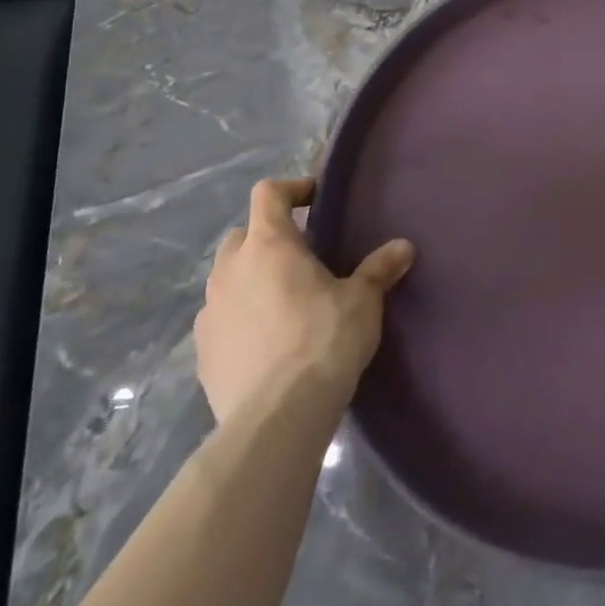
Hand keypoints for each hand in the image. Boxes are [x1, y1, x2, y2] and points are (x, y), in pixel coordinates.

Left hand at [194, 179, 414, 424]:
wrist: (277, 416)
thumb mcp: (363, 300)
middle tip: (302, 256)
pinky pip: (220, 320)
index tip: (316, 200)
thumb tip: (403, 247)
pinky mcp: (201, 354)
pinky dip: (240, 319)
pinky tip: (266, 341)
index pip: (269, 194)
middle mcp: (230, 271)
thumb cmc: (324, 339)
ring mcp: (210, 313)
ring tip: (284, 301)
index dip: (292, 189)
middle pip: (242, 235)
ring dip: (250, 279)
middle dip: (268, 238)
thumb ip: (379, 269)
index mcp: (269, 245)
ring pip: (227, 279)